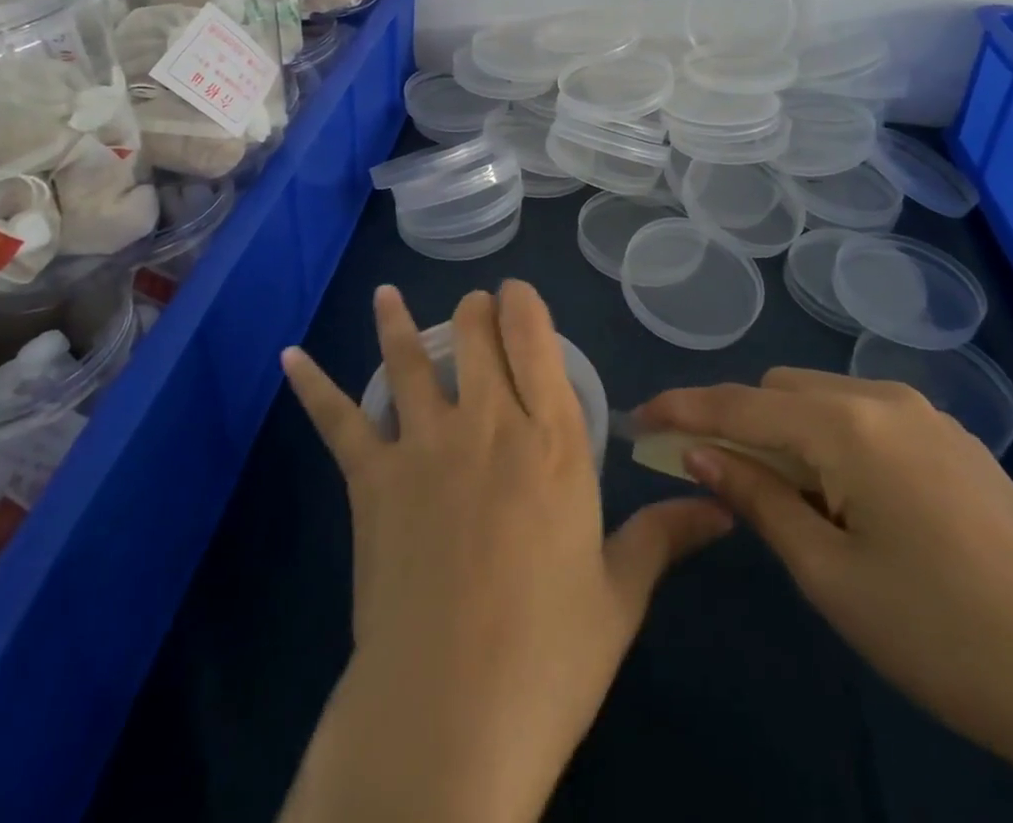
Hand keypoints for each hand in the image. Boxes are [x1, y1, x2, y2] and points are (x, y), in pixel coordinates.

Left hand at [279, 282, 729, 822]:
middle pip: (474, 335)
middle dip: (474, 312)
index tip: (517, 295)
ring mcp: (423, 445)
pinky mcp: (371, 479)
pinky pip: (338, 419)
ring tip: (387, 295)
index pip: (535, 340)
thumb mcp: (619, 595)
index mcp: (551, 440)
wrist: (450, 717)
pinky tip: (289, 355)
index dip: (522, 305)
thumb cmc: (549, 655)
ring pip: (408, 359)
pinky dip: (312, 384)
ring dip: (398, 323)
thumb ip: (665, 537)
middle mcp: (487, 422)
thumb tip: (724, 509)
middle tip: (474, 309)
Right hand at [637, 368, 1012, 822]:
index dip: (682, 409)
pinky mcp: (953, 437)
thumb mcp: (830, 575)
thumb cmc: (941, 636)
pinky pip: (864, 412)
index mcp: (848, 426)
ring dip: (783, 427)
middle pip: (779, 390)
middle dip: (735, 420)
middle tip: (710, 473)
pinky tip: (839, 489)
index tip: (638, 420)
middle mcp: (883, 398)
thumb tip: (698, 453)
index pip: (739, 405)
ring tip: (777, 490)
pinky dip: (828, 434)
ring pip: (822, 397)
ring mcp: (925, 413)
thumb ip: (756, 498)